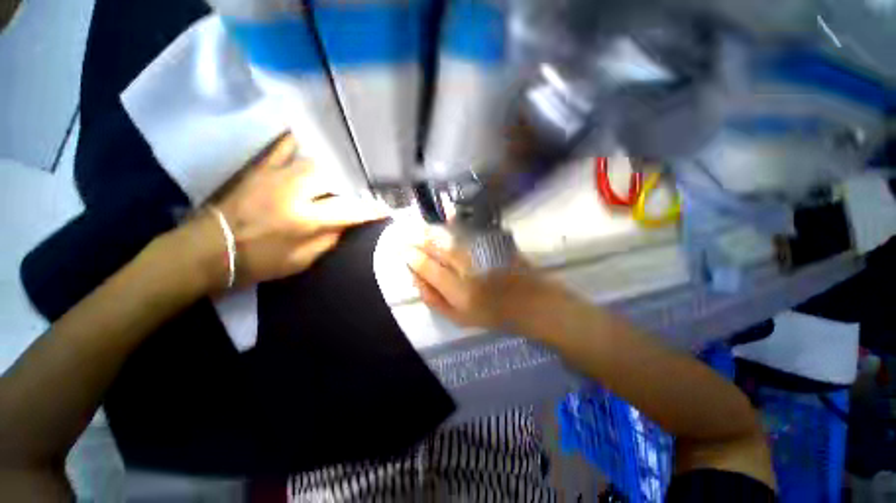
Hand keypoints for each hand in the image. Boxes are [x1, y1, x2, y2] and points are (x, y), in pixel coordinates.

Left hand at [189, 132, 385, 290]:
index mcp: (306, 219)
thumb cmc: (260, 261)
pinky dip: (298, 142)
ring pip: (315, 161)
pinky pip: (283, 147)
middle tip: (366, 186)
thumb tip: (346, 225)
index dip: (370, 210)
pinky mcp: (262, 169)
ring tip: (349, 167)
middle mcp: (295, 192)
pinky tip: (311, 139)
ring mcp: (277, 176)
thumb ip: (329, 240)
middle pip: (335, 178)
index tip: (386, 208)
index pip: (349, 211)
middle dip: (355, 182)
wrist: (212, 248)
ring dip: (336, 165)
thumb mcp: (302, 261)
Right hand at [406, 229, 556, 331]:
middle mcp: (470, 270)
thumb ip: (434, 300)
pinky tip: (446, 221)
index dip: (412, 257)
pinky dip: (454, 226)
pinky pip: (469, 232)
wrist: (532, 304)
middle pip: (439, 249)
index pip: (429, 269)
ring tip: (420, 227)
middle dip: (420, 238)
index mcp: (460, 293)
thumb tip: (416, 278)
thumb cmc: (494, 315)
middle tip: (406, 231)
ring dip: (434, 231)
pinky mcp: (495, 244)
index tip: (401, 249)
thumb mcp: (459, 318)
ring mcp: (484, 255)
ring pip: (452, 238)